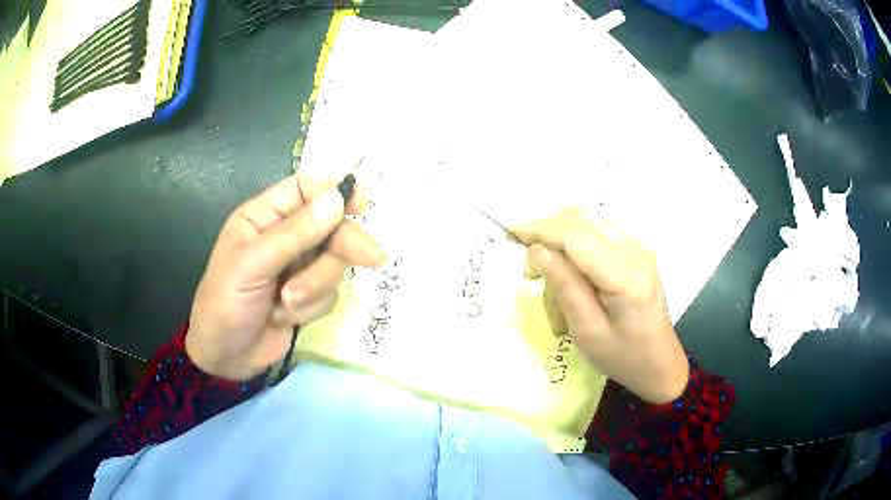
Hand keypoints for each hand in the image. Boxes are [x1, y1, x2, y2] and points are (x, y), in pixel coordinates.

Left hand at [186, 173, 385, 380]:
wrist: (225, 357)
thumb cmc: (226, 303)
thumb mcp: (253, 265)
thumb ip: (295, 233)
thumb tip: (337, 198)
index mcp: (264, 217)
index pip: (305, 188)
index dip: (333, 191)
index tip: (360, 204)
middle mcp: (284, 237)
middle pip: (331, 225)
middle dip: (345, 244)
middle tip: (372, 258)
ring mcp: (298, 267)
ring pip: (334, 263)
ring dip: (315, 286)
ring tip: (287, 303)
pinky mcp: (308, 295)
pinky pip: (330, 292)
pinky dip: (311, 307)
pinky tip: (284, 317)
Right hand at [514, 209, 688, 403]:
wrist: (659, 362)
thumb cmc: (622, 356)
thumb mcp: (587, 331)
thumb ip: (564, 286)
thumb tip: (538, 249)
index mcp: (627, 276)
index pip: (575, 235)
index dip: (539, 229)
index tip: (509, 235)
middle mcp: (636, 250)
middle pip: (581, 219)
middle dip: (547, 234)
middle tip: (529, 272)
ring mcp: (639, 246)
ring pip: (587, 222)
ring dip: (560, 242)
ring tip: (550, 283)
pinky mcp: (636, 250)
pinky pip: (596, 234)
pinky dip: (575, 247)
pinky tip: (571, 276)